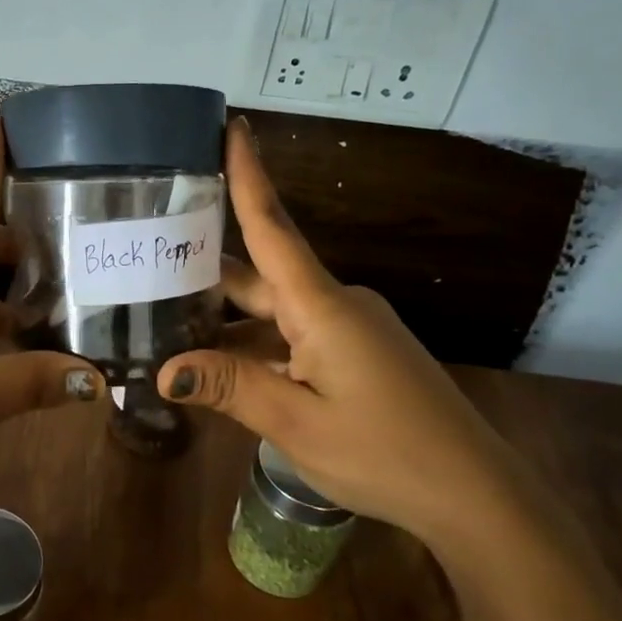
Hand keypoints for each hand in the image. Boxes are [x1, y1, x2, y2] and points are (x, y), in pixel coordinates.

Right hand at [154, 117, 525, 535]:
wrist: (476, 496)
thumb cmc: (386, 452)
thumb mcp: (296, 422)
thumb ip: (229, 387)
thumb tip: (164, 369)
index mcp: (320, 306)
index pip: (273, 227)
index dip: (248, 175)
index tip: (232, 125)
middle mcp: (334, 304)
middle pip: (259, 274)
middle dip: (206, 266)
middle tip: (145, 256)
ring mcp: (348, 329)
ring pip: (272, 310)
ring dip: (225, 317)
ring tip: (164, 322)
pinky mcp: (356, 354)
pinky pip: (292, 335)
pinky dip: (254, 344)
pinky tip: (218, 365)